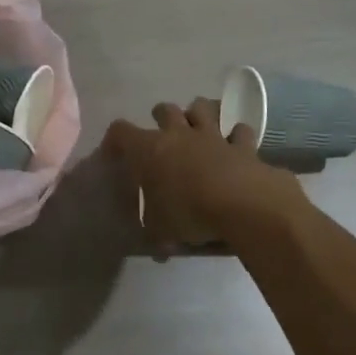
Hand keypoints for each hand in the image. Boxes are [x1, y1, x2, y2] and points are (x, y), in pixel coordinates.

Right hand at [102, 98, 304, 254]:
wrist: (242, 205)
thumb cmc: (189, 212)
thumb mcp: (161, 230)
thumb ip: (155, 232)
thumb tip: (157, 246)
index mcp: (149, 150)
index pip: (120, 132)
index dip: (114, 140)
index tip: (113, 154)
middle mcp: (179, 134)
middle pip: (164, 110)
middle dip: (160, 117)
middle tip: (162, 136)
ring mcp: (212, 136)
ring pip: (202, 108)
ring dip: (199, 114)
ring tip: (197, 127)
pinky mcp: (243, 146)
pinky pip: (239, 131)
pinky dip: (237, 135)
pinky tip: (235, 144)